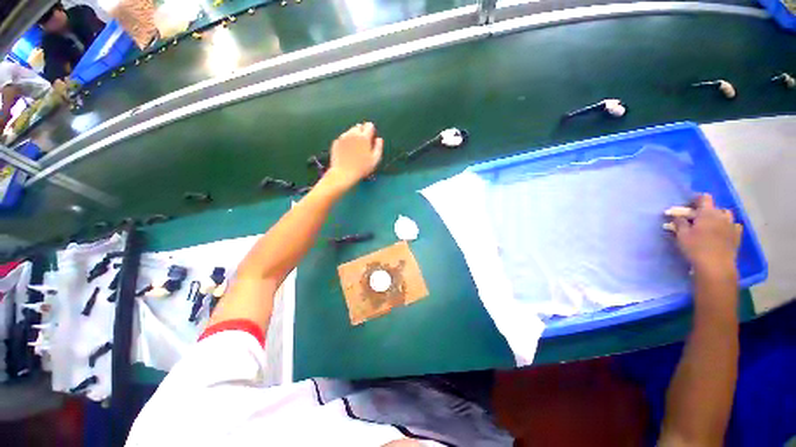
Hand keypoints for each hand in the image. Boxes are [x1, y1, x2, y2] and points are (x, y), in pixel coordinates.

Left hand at [325, 122, 382, 189]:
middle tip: (364, 143)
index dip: (372, 130)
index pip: (369, 126)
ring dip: (354, 136)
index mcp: (364, 137)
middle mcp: (353, 134)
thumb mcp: (375, 160)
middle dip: (362, 132)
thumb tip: (379, 139)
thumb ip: (379, 147)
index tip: (372, 137)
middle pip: (359, 126)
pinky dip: (347, 141)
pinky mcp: (336, 142)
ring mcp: (343, 137)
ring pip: (350, 131)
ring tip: (356, 148)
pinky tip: (348, 151)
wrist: (343, 173)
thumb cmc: (362, 168)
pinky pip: (343, 138)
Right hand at [671, 194, 741, 277]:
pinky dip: (729, 226)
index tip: (689, 205)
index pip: (704, 198)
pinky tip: (724, 232)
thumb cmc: (696, 248)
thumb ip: (679, 223)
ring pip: (727, 215)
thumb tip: (677, 216)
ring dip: (719, 217)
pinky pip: (734, 226)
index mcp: (708, 213)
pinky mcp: (737, 236)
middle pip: (716, 207)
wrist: (715, 266)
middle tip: (698, 218)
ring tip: (711, 225)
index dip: (697, 199)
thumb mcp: (682, 235)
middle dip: (708, 210)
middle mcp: (722, 216)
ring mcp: (731, 226)